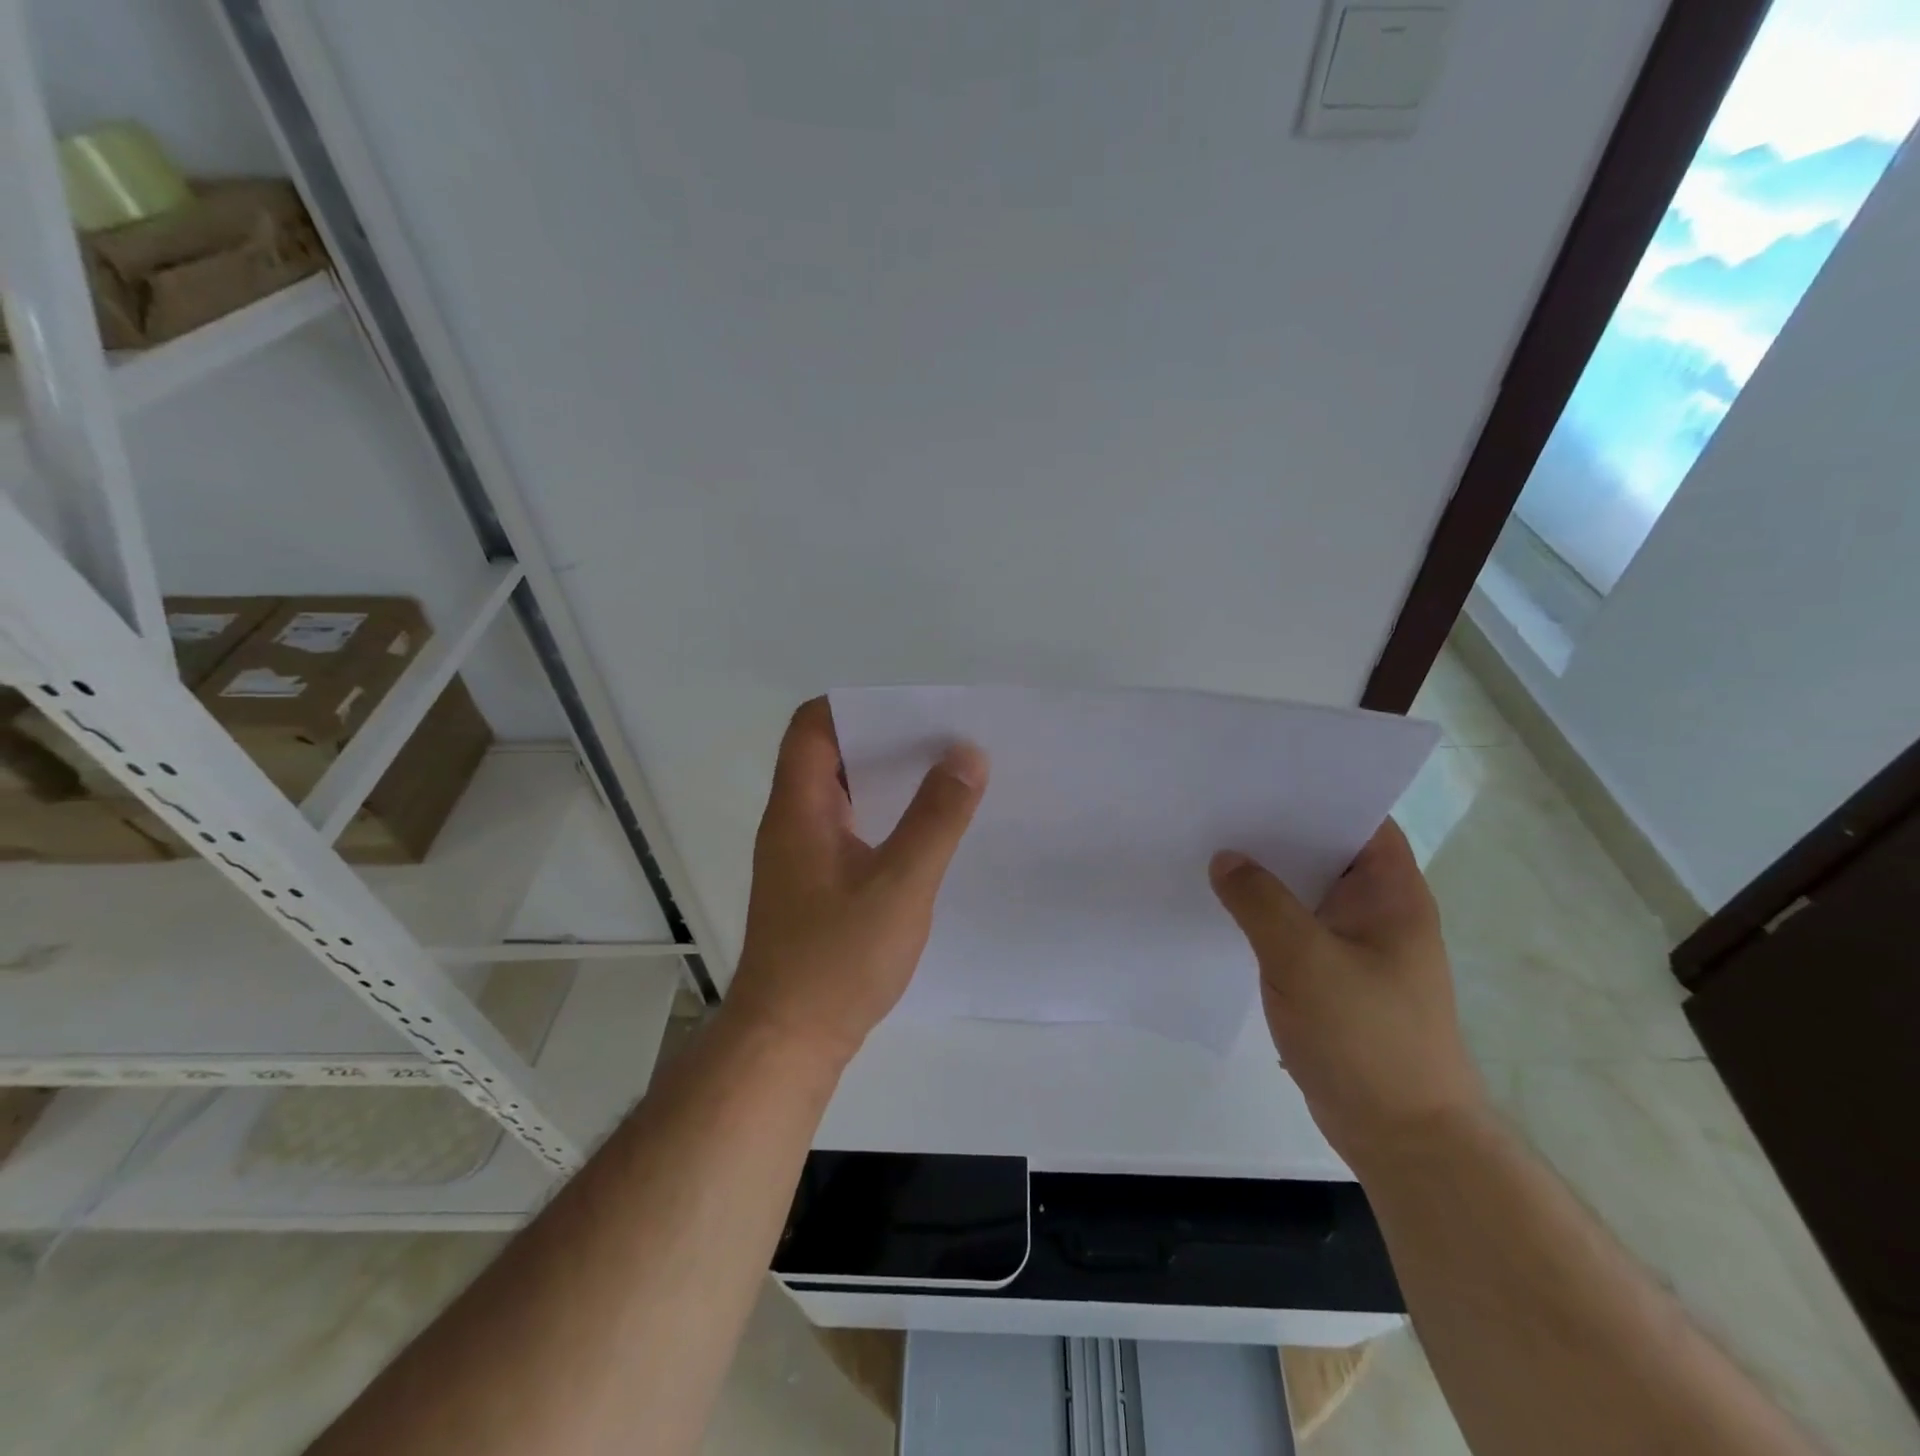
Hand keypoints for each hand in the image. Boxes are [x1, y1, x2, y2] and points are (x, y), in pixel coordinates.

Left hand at [725, 698, 988, 1069]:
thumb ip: (936, 818)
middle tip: (943, 740)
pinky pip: (848, 829)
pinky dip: (882, 817)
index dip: (856, 706)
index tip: (912, 710)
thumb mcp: (900, 884)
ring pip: (841, 794)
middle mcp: (792, 822)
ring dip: (886, 781)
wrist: (788, 1042)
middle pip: (829, 755)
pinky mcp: (813, 885)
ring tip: (944, 777)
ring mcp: (800, 855)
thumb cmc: (838, 959)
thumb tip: (967, 754)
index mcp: (799, 808)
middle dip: (883, 740)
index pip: (812, 726)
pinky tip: (923, 833)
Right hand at [1209, 820, 1486, 1173]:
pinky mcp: (1329, 976)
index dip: (1318, 790)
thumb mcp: (1306, 961)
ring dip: (1265, 874)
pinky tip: (1220, 904)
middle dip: (1276, 829)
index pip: (1359, 818)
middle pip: (1324, 850)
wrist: (1402, 1136)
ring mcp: (1352, 945)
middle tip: (1217, 803)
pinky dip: (1261, 913)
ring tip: (1208, 844)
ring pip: (1303, 891)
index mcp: (1391, 893)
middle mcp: (1375, 910)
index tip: (1261, 773)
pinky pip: (1291, 927)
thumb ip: (1260, 903)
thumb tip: (1224, 858)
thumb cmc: (1368, 1038)